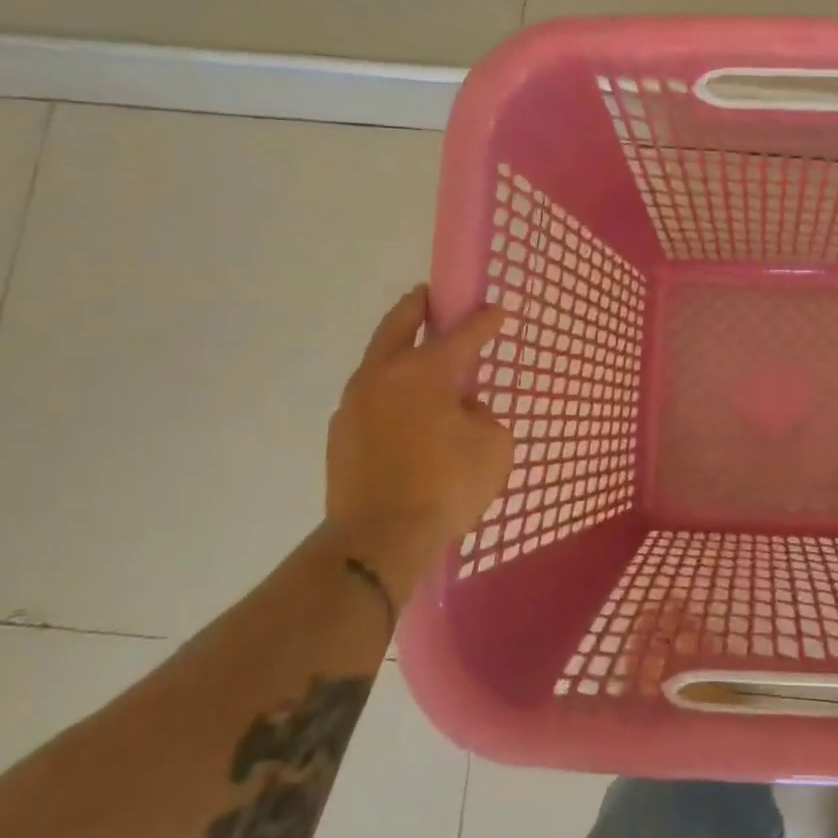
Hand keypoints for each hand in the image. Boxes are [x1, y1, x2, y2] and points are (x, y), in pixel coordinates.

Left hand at [325, 287, 512, 588]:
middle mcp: (382, 377)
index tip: (496, 310)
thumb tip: (461, 410)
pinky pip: (371, 399)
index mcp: (423, 371)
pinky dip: (390, 392)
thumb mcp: (493, 446)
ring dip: (400, 352)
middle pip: (398, 326)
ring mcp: (354, 405)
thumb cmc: (446, 486)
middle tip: (430, 297)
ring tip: (422, 361)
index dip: (484, 320)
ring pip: (378, 362)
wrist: (378, 540)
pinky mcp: (340, 435)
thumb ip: (482, 416)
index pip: (462, 334)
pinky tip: (407, 413)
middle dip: (417, 307)